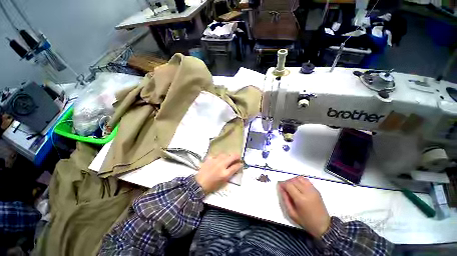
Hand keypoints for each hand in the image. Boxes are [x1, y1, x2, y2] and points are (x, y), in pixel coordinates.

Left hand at [195, 154, 241, 193]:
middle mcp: (221, 165)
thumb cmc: (212, 185)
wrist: (199, 183)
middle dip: (237, 156)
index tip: (241, 163)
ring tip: (228, 158)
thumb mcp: (223, 182)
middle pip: (232, 157)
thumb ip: (230, 174)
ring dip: (228, 156)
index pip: (236, 166)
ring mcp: (215, 160)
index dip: (240, 164)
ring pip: (225, 154)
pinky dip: (219, 157)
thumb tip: (236, 167)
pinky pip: (217, 155)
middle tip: (237, 157)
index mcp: (225, 173)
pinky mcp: (210, 158)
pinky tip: (219, 159)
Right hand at [279, 176, 330, 238]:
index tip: (279, 186)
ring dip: (293, 180)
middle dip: (286, 182)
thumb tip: (281, 188)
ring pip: (299, 178)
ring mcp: (313, 190)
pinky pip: (305, 180)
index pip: (288, 185)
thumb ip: (285, 199)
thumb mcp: (292, 214)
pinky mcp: (316, 190)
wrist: (323, 225)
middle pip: (293, 180)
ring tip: (291, 186)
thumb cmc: (306, 221)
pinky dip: (299, 180)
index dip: (282, 184)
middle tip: (284, 187)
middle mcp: (307, 192)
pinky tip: (298, 186)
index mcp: (301, 199)